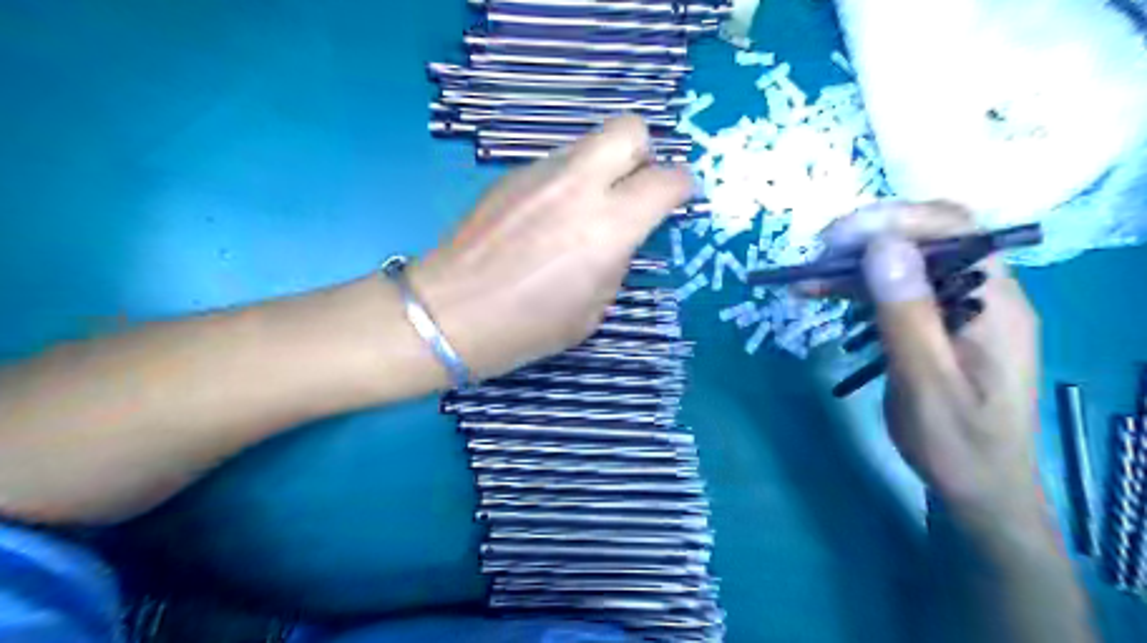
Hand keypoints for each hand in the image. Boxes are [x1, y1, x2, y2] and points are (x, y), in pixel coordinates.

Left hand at [405, 114, 682, 382]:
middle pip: (630, 129)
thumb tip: (619, 238)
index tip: (679, 201)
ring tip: (584, 212)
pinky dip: (566, 183)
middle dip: (644, 154)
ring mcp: (539, 174)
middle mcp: (578, 186)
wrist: (448, 314)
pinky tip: (547, 220)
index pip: (668, 178)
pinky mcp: (509, 176)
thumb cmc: (526, 328)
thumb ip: (616, 262)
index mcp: (608, 227)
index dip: (683, 187)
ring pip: (589, 144)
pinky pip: (555, 164)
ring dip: (601, 169)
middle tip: (633, 192)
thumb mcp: (592, 310)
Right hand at [819, 200, 1046, 527]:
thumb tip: (883, 246)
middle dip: (868, 239)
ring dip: (853, 265)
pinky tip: (818, 293)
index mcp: (995, 302)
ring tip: (805, 277)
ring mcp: (955, 308)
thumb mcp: (926, 382)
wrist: (977, 488)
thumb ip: (907, 314)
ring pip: (902, 265)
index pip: (954, 230)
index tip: (840, 238)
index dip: (896, 221)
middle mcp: (980, 295)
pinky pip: (892, 292)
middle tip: (817, 257)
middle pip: (926, 240)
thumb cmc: (957, 443)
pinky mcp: (933, 324)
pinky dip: (854, 289)